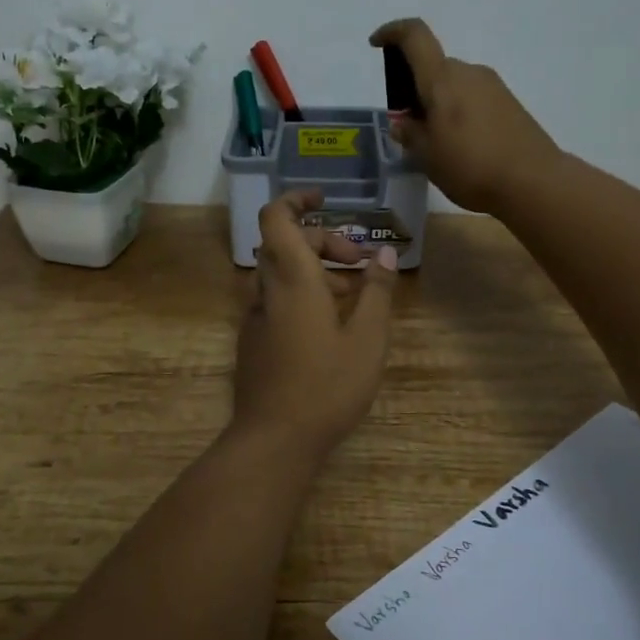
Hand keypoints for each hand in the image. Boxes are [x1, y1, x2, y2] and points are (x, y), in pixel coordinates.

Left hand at [231, 190, 398, 458]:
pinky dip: (303, 296)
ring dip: (317, 272)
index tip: (326, 199)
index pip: (277, 218)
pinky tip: (331, 327)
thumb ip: (377, 292)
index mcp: (292, 279)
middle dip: (324, 242)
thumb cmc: (327, 385)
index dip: (296, 200)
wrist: (274, 439)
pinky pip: (277, 301)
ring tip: (355, 297)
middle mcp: (267, 291)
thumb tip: (385, 254)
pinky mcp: (254, 341)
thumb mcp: (367, 338)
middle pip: (286, 245)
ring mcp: (255, 318)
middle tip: (362, 263)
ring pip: (282, 275)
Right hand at [370, 18, 561, 214]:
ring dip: (439, 103)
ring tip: (435, 142)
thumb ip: (410, 134)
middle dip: (415, 89)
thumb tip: (402, 121)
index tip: (376, 44)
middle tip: (408, 126)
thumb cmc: (470, 165)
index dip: (392, 33)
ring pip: (454, 84)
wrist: (533, 181)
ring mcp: (493, 86)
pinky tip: (461, 147)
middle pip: (434, 67)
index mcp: (442, 78)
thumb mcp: (427, 156)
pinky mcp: (509, 104)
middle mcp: (468, 72)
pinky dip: (459, 113)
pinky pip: (473, 98)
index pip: (414, 36)